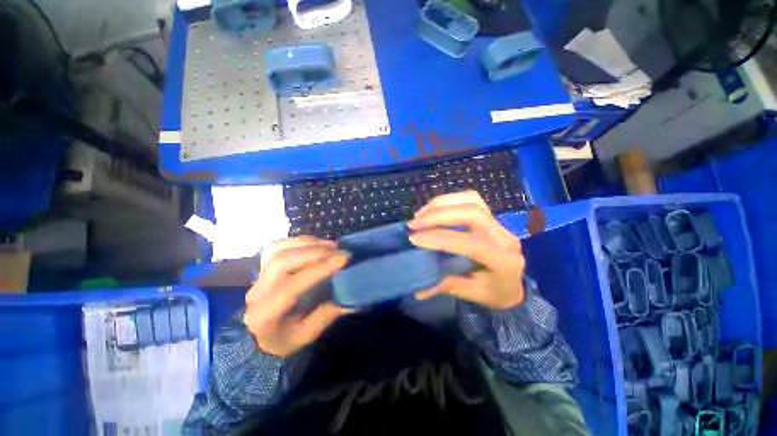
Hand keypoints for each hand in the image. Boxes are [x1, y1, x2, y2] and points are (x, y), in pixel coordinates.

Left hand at [243, 236, 351, 357]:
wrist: (258, 334)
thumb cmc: (283, 338)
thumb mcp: (305, 336)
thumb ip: (326, 316)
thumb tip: (351, 298)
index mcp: (265, 315)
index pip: (291, 286)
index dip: (318, 269)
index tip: (343, 259)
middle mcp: (257, 292)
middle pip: (282, 262)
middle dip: (315, 252)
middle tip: (339, 251)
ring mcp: (257, 275)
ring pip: (278, 249)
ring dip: (308, 243)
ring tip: (331, 245)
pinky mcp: (262, 266)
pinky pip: (277, 245)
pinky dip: (298, 240)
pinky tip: (315, 243)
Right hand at [408, 191, 525, 309]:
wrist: (514, 283)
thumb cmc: (494, 292)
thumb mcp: (472, 294)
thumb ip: (447, 286)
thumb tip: (418, 290)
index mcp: (503, 260)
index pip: (470, 242)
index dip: (439, 238)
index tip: (414, 238)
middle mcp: (504, 236)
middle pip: (471, 213)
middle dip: (438, 216)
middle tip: (414, 224)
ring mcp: (499, 222)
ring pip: (471, 200)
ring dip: (441, 204)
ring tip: (419, 215)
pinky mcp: (491, 215)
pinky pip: (470, 198)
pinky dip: (448, 200)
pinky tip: (433, 209)